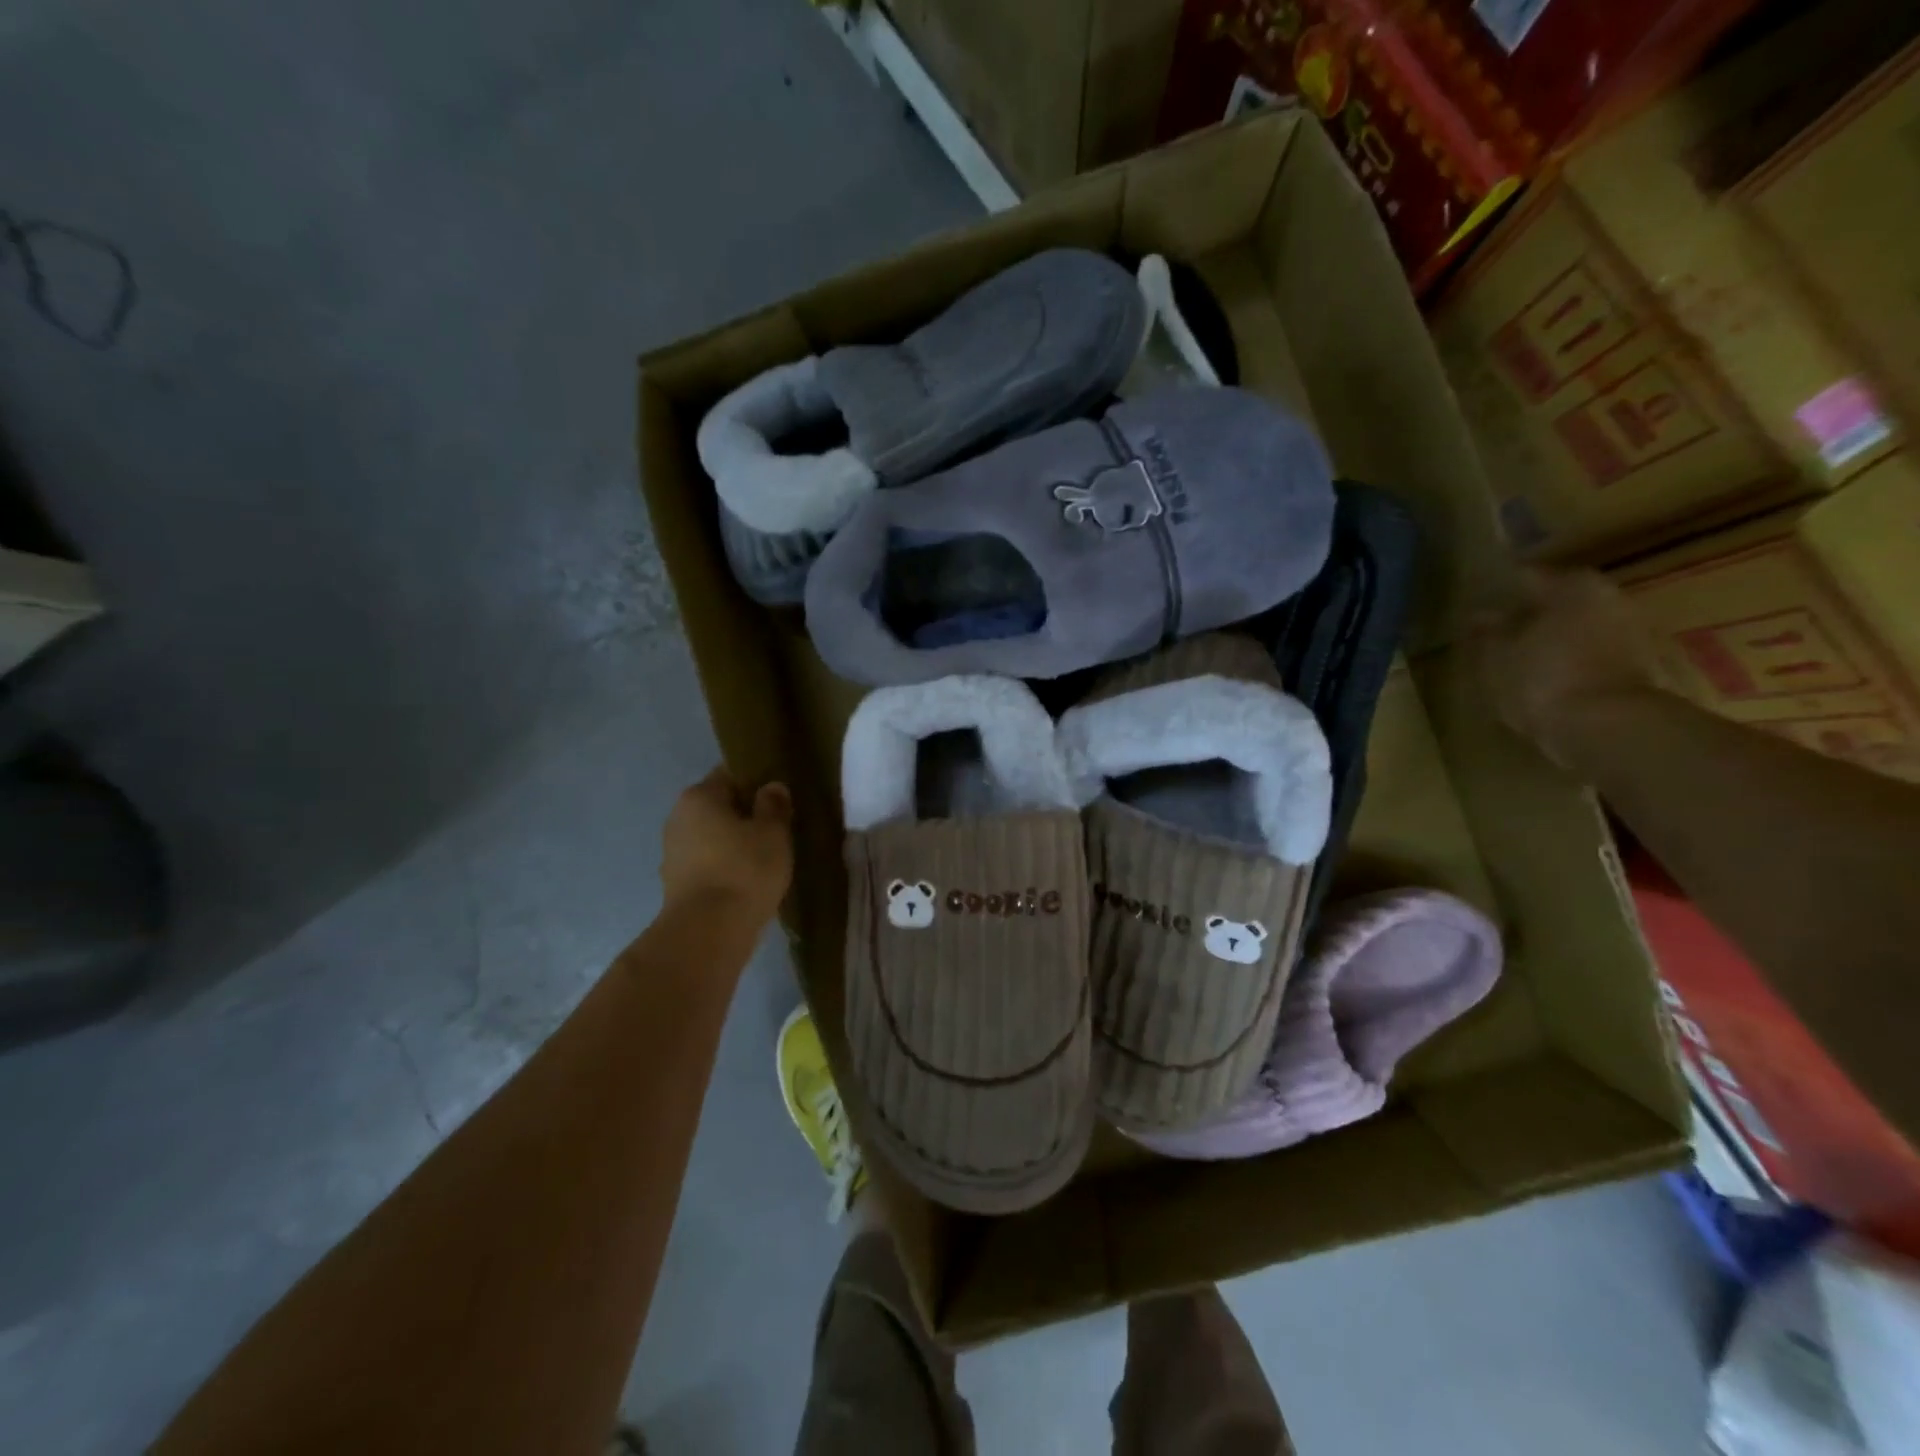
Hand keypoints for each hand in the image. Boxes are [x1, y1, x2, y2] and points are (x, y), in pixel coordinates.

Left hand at [660, 768, 793, 926]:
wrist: (708, 932)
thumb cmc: (744, 870)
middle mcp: (678, 818)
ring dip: (735, 842)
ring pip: (713, 836)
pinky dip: (726, 865)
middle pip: (719, 806)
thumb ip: (774, 804)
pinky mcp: (676, 883)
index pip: (731, 774)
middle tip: (778, 827)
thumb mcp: (773, 832)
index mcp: (699, 796)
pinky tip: (748, 878)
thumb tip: (771, 787)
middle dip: (746, 813)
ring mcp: (673, 852)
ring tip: (767, 855)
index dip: (758, 782)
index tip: (781, 797)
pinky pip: (708, 862)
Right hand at [1472, 568, 1657, 766]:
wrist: (1610, 729)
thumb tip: (1479, 616)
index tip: (1477, 602)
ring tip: (1520, 655)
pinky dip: (1571, 659)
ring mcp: (1632, 632)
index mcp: (1572, 587)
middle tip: (1497, 629)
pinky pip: (1594, 653)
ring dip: (1553, 637)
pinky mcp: (1641, 665)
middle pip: (1560, 600)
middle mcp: (1609, 599)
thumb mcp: (1498, 657)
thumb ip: (1488, 633)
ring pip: (1579, 626)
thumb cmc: (1544, 680)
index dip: (1499, 589)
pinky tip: (1547, 676)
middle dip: (1531, 613)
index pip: (1527, 577)